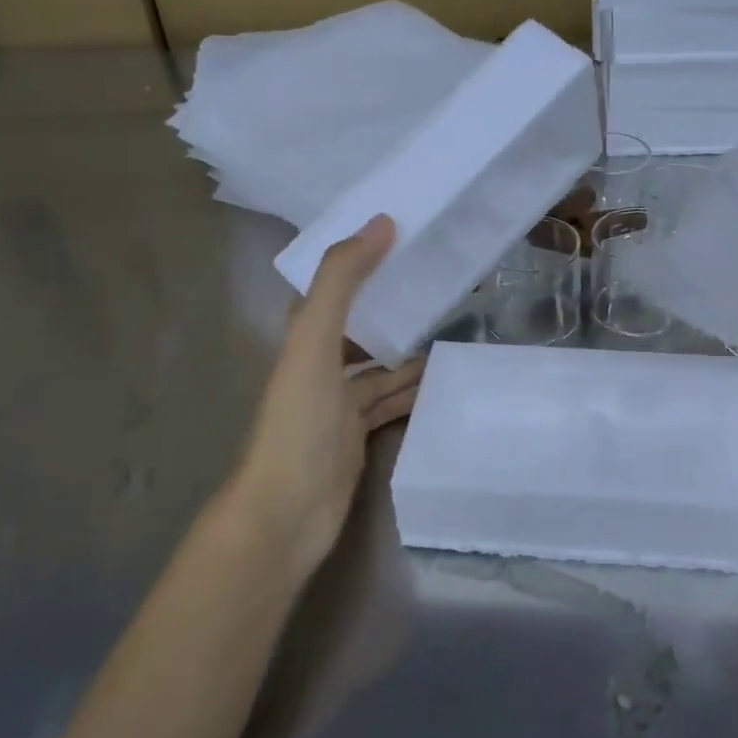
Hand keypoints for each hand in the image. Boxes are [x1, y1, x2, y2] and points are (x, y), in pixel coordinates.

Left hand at [234, 216, 423, 585]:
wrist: (285, 515)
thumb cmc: (298, 423)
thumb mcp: (314, 342)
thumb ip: (342, 281)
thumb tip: (381, 222)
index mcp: (303, 339)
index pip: (332, 287)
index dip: (360, 261)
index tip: (401, 238)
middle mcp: (318, 366)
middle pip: (359, 326)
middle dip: (393, 308)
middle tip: (441, 288)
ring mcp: (336, 405)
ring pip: (378, 368)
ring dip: (408, 353)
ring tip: (451, 335)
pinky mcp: (355, 437)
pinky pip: (388, 404)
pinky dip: (410, 392)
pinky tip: (438, 384)